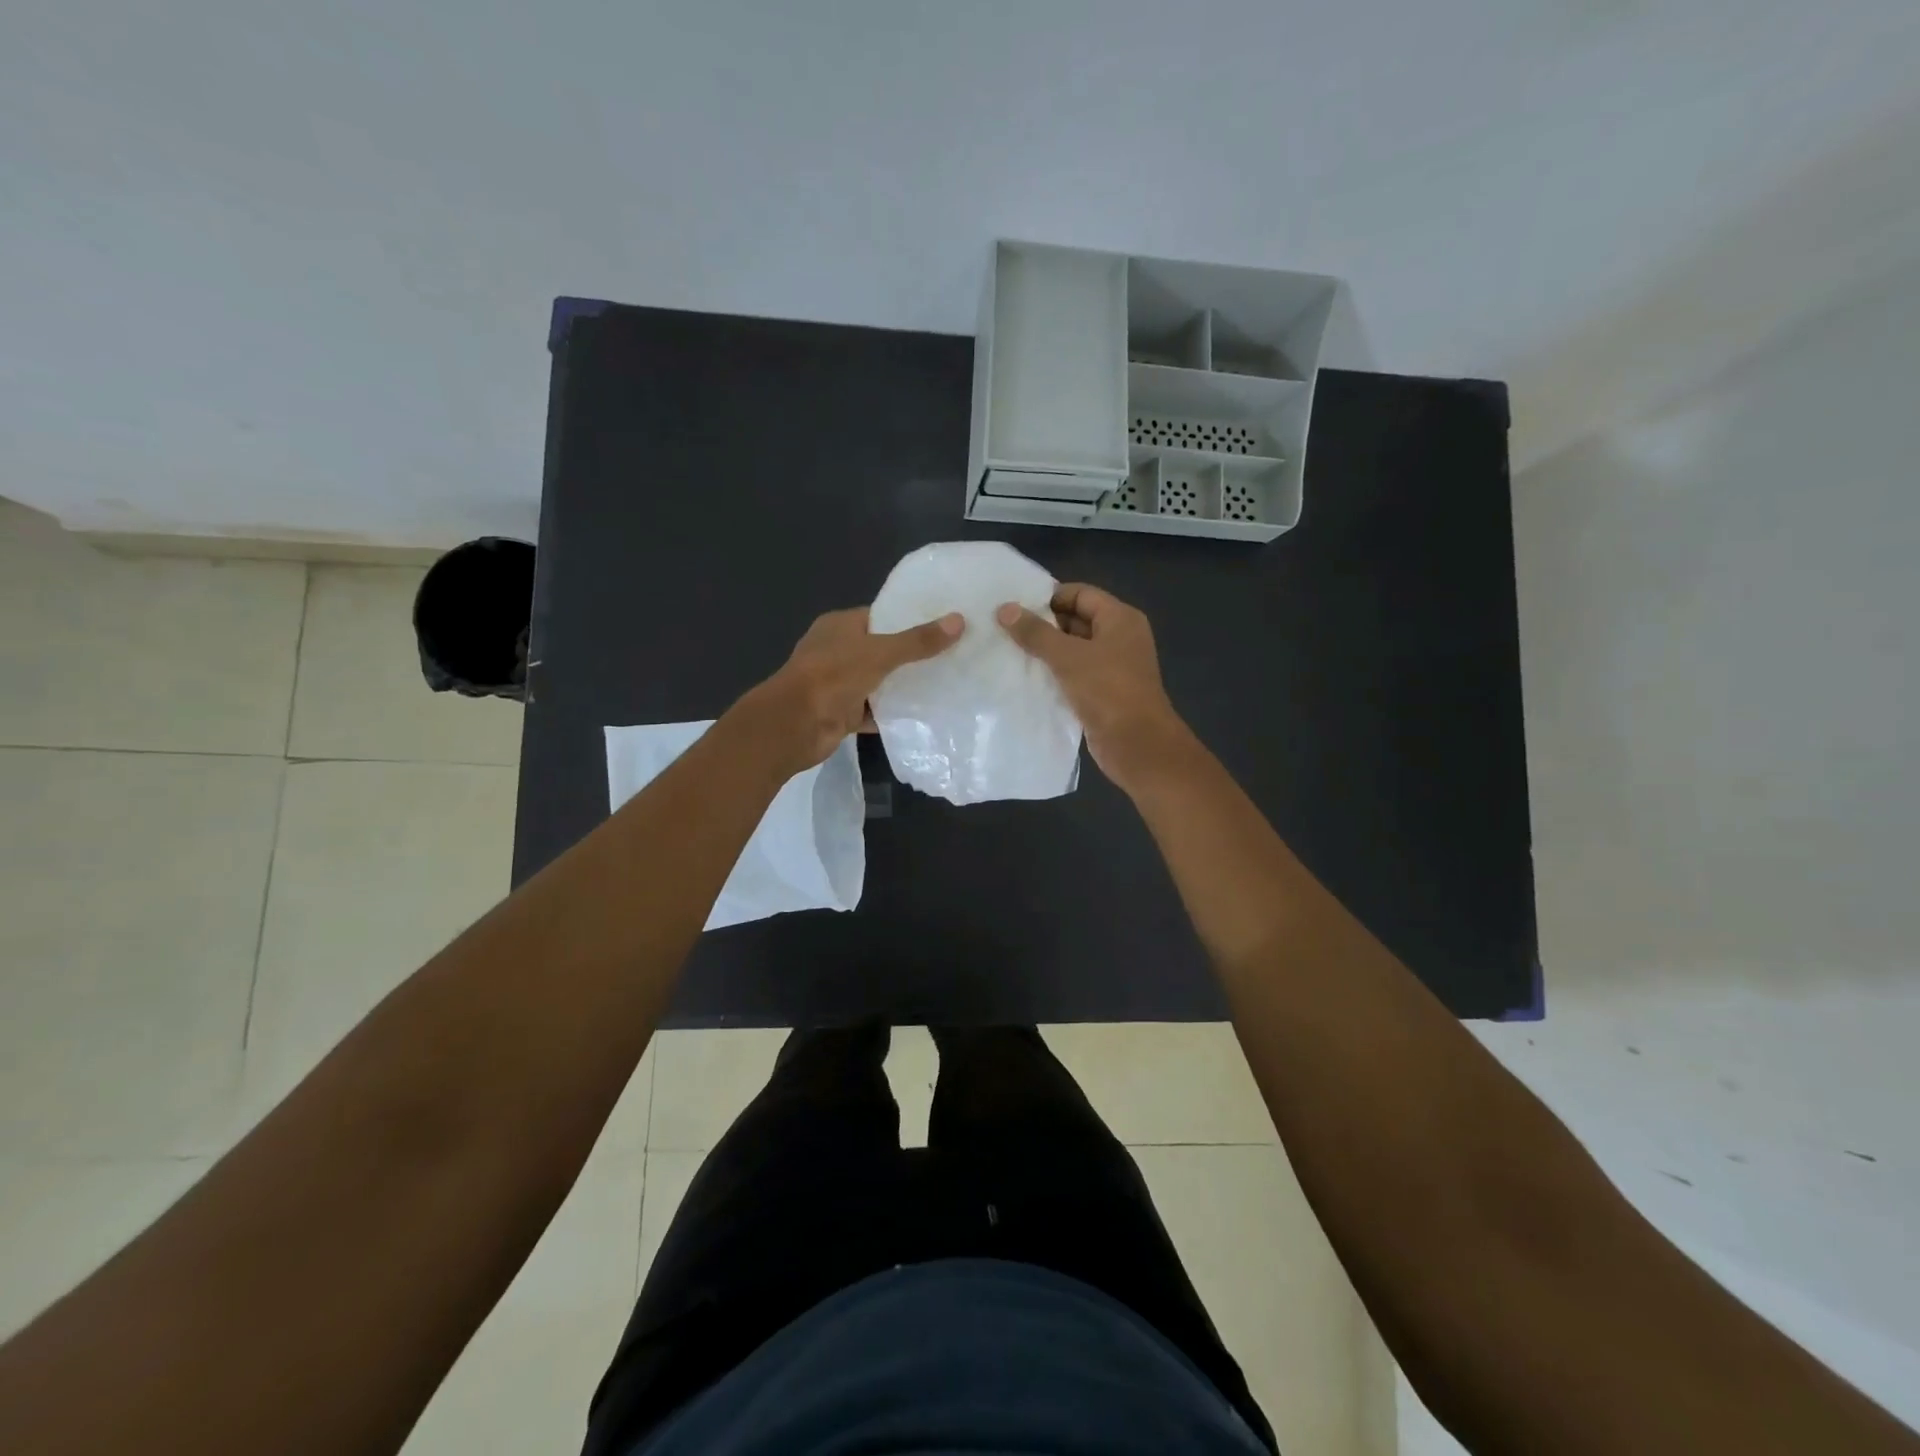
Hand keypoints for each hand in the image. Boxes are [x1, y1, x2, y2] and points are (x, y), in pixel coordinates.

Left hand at [745, 607, 962, 771]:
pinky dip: (893, 713)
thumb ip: (918, 641)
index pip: (879, 616)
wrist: (795, 726)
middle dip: (911, 654)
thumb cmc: (832, 676)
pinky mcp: (842, 713)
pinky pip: (874, 710)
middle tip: (952, 654)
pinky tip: (924, 714)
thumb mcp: (880, 653)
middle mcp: (837, 651)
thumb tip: (959, 621)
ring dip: (903, 685)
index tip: (943, 624)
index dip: (909, 619)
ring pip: (878, 681)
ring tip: (946, 682)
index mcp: (839, 626)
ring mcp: (838, 684)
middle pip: (881, 650)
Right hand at [996, 583, 1194, 792]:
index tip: (1015, 606)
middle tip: (1005, 629)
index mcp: (1120, 619)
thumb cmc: (1107, 690)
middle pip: (1076, 620)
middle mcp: (1119, 638)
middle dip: (1043, 625)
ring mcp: (1113, 667)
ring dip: (1046, 652)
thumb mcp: (1068, 657)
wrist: (1136, 745)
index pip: (1080, 594)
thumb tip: (1005, 609)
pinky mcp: (1103, 693)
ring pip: (1073, 650)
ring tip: (1008, 651)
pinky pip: (1074, 674)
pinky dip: (1054, 674)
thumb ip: (1036, 632)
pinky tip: (1026, 678)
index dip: (1048, 597)